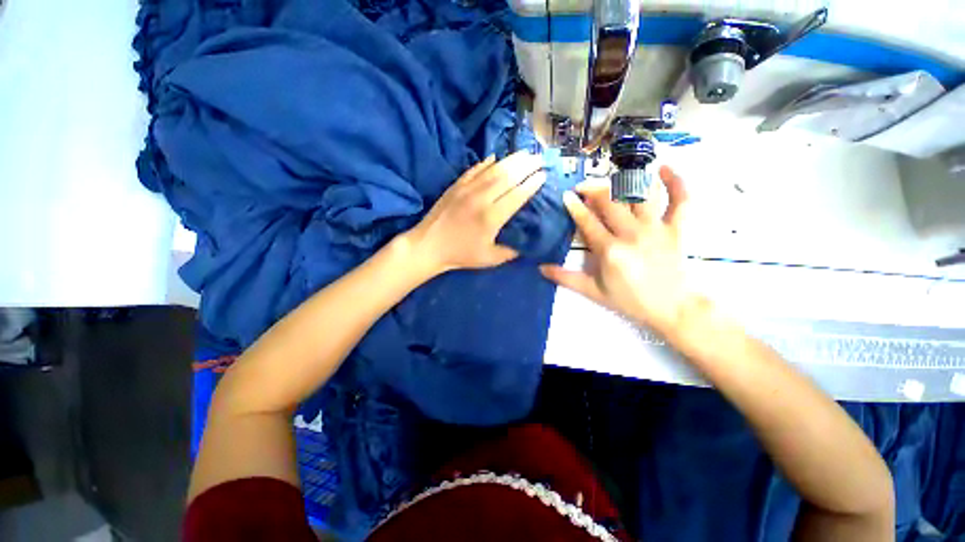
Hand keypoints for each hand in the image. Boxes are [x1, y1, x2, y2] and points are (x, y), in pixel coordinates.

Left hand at [406, 151, 545, 276]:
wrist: (429, 246)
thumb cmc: (461, 254)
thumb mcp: (490, 259)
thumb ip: (511, 251)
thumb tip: (526, 243)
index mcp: (491, 217)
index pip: (517, 195)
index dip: (532, 184)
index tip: (543, 176)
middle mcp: (481, 198)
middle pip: (508, 177)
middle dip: (527, 166)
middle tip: (540, 158)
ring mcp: (467, 189)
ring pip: (493, 169)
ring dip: (511, 160)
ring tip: (525, 153)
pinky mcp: (456, 186)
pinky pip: (475, 169)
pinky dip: (487, 163)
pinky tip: (496, 157)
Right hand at [540, 165, 697, 335]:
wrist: (673, 309)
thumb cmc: (630, 300)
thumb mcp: (593, 292)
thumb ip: (566, 278)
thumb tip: (540, 268)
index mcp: (609, 250)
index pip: (587, 221)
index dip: (575, 206)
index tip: (566, 195)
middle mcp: (631, 234)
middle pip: (610, 201)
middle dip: (593, 189)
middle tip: (583, 187)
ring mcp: (656, 228)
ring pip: (639, 195)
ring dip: (624, 181)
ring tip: (612, 178)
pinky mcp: (676, 229)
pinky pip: (680, 200)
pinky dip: (676, 182)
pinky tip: (666, 168)